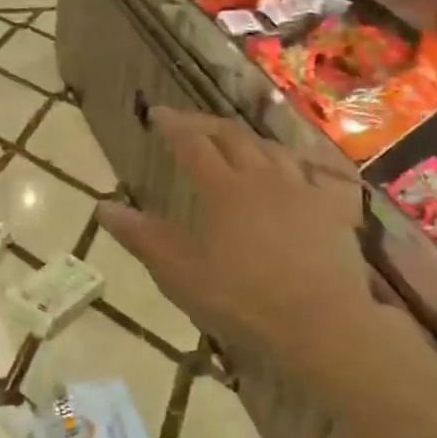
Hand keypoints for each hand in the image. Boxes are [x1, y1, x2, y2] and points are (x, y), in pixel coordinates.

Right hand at [96, 109, 373, 363]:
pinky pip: (314, 172)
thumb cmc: (242, 300)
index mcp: (223, 189)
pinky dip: (296, 163)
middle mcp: (263, 176)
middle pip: (232, 136)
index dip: (172, 125)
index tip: (156, 113)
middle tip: (188, 123)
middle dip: (205, 124)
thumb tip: (103, 207)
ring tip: (235, 142)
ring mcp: (302, 189)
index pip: (192, 143)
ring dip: (247, 139)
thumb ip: (142, 237)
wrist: (321, 324)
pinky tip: (296, 171)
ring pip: (273, 148)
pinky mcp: (333, 208)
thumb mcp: (180, 274)